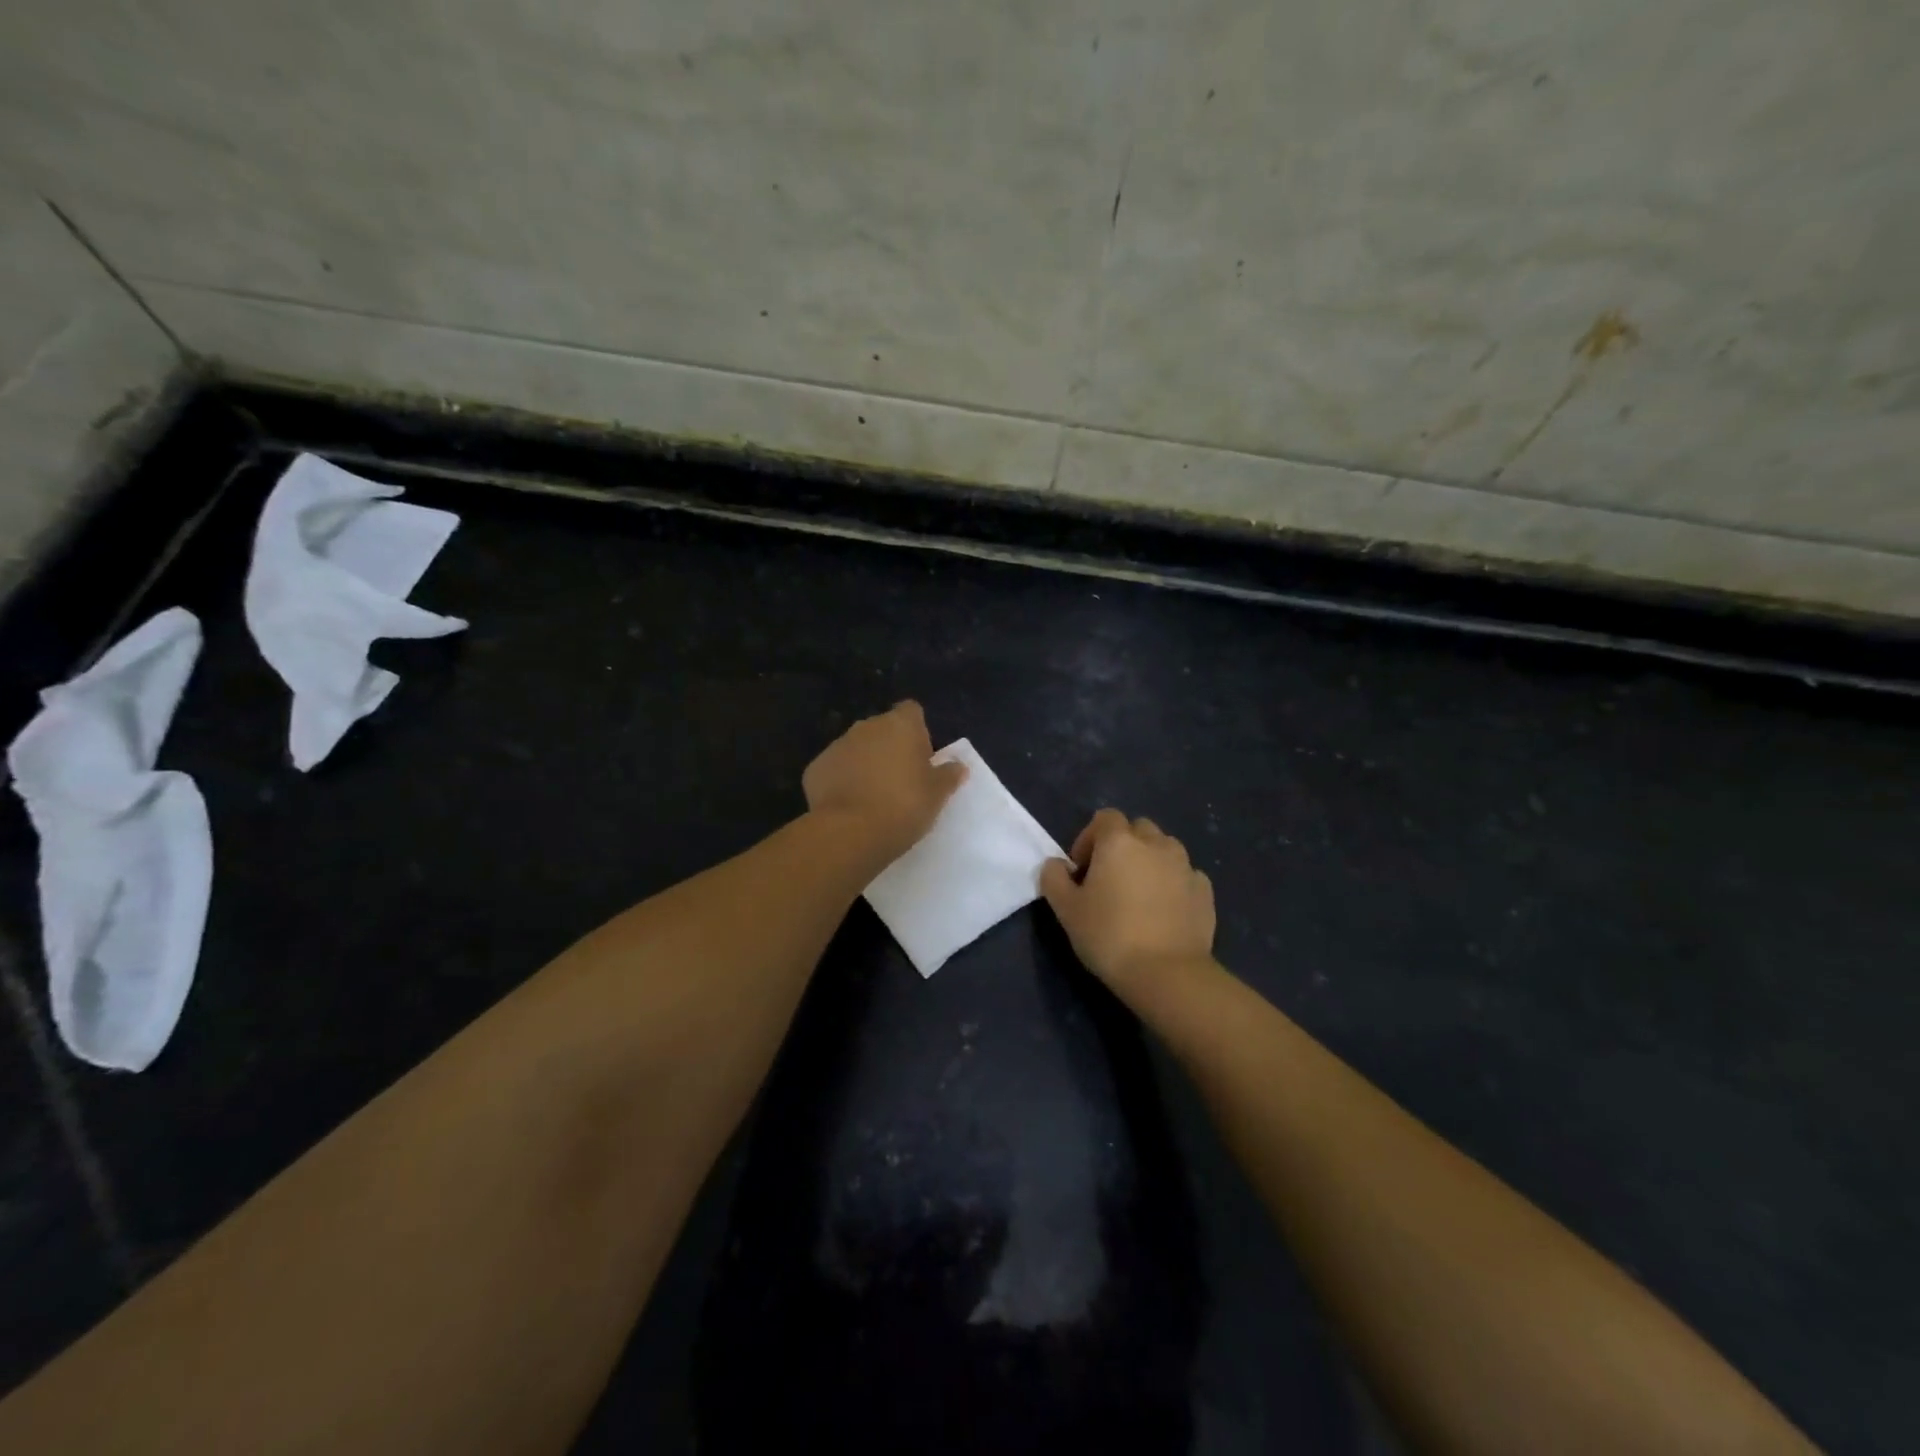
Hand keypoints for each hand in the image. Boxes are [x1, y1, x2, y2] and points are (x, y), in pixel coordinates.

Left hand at [803, 701, 966, 862]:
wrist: (850, 832)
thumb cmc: (904, 806)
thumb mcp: (937, 794)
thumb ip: (949, 775)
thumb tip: (958, 765)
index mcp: (900, 725)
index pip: (911, 711)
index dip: (918, 731)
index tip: (921, 757)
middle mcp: (866, 726)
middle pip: (883, 729)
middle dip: (890, 748)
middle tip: (900, 781)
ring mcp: (837, 745)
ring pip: (856, 748)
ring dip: (865, 763)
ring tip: (873, 797)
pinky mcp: (815, 768)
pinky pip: (835, 769)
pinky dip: (841, 781)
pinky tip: (849, 806)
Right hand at [1041, 809, 1215, 996]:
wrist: (1166, 974)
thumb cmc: (1109, 936)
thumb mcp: (1066, 910)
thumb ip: (1054, 878)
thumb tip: (1055, 865)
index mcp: (1120, 841)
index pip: (1105, 818)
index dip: (1089, 838)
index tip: (1082, 870)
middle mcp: (1156, 844)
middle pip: (1137, 829)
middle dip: (1122, 846)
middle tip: (1109, 879)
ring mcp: (1185, 866)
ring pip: (1164, 849)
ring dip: (1150, 861)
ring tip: (1139, 895)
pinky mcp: (1205, 891)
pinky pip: (1185, 875)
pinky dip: (1173, 884)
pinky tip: (1164, 911)